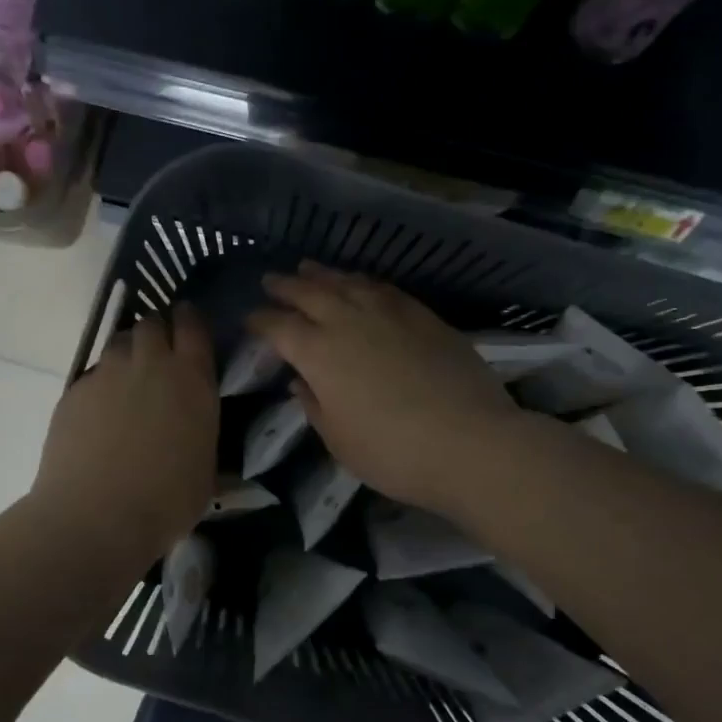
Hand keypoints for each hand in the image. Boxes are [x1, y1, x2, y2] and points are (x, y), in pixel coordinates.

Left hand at [33, 304, 217, 565]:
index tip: (188, 322)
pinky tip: (100, 412)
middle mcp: (150, 364)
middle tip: (159, 355)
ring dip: (128, 351)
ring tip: (129, 379)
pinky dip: (101, 382)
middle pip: (151, 323)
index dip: (190, 319)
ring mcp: (107, 374)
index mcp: (192, 379)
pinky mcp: (74, 391)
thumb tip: (196, 429)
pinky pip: (93, 373)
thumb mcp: (205, 468)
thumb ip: (201, 433)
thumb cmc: (166, 501)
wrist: (96, 516)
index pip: (193, 325)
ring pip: (118, 342)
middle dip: (157, 331)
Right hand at [248, 264, 521, 516]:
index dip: (261, 321)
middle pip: (309, 293)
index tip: (251, 319)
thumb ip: (315, 406)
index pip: (279, 327)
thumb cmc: (393, 452)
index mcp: (318, 353)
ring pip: (347, 283)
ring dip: (323, 275)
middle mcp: (348, 322)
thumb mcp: (339, 440)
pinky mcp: (423, 316)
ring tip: (309, 268)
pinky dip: (364, 282)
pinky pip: (384, 288)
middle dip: (286, 286)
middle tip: (271, 280)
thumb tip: (301, 382)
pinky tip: (361, 283)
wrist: (470, 442)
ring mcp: (389, 313)